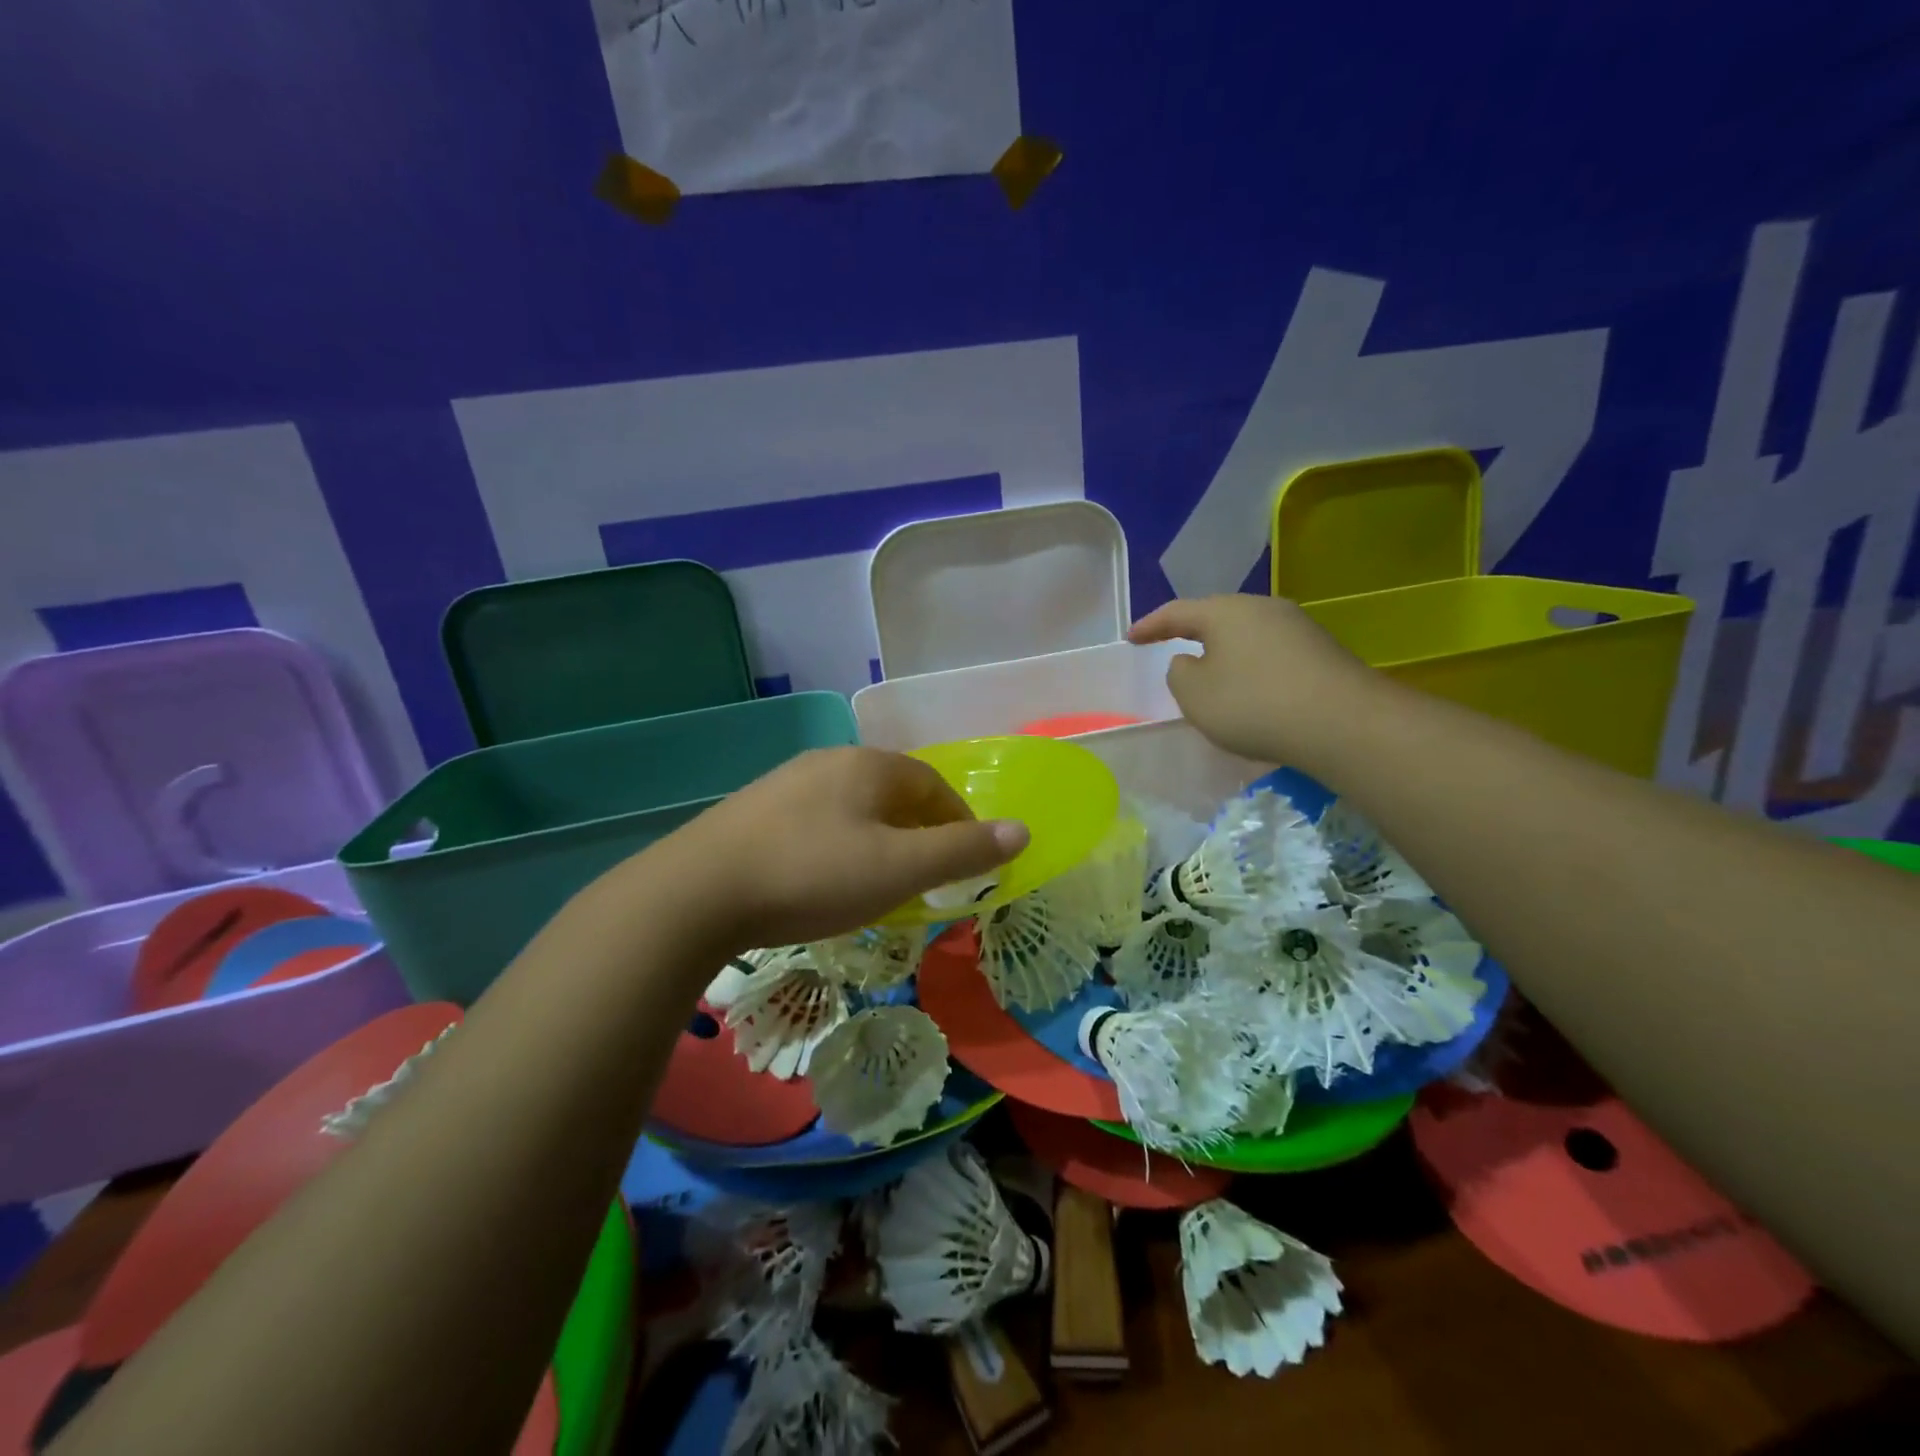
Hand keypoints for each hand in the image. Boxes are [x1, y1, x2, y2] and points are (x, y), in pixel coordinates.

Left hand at [661, 746, 1029, 952]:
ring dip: (878, 839)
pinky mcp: (753, 812)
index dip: (959, 823)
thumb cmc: (812, 875)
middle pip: (893, 793)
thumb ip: (962, 851)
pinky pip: (816, 822)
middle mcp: (829, 762)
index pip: (934, 785)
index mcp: (870, 765)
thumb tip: (1022, 831)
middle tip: (928, 876)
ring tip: (880, 881)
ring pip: (853, 807)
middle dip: (919, 831)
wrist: (697, 893)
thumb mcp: (899, 869)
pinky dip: (838, 846)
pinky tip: (823, 879)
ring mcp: (786, 784)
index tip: (967, 864)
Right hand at [1129, 594, 1385, 770]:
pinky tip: (1250, 690)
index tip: (1130, 637)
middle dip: (1191, 632)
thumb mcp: (1195, 695)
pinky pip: (1271, 653)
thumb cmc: (1254, 704)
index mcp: (1226, 611)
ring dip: (1224, 652)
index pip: (1177, 612)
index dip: (1150, 625)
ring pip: (1246, 634)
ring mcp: (1298, 627)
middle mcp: (1263, 608)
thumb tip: (1191, 660)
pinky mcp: (1321, 651)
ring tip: (1210, 673)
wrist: (1343, 724)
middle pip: (1217, 616)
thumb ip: (1180, 673)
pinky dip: (1251, 667)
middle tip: (1170, 646)